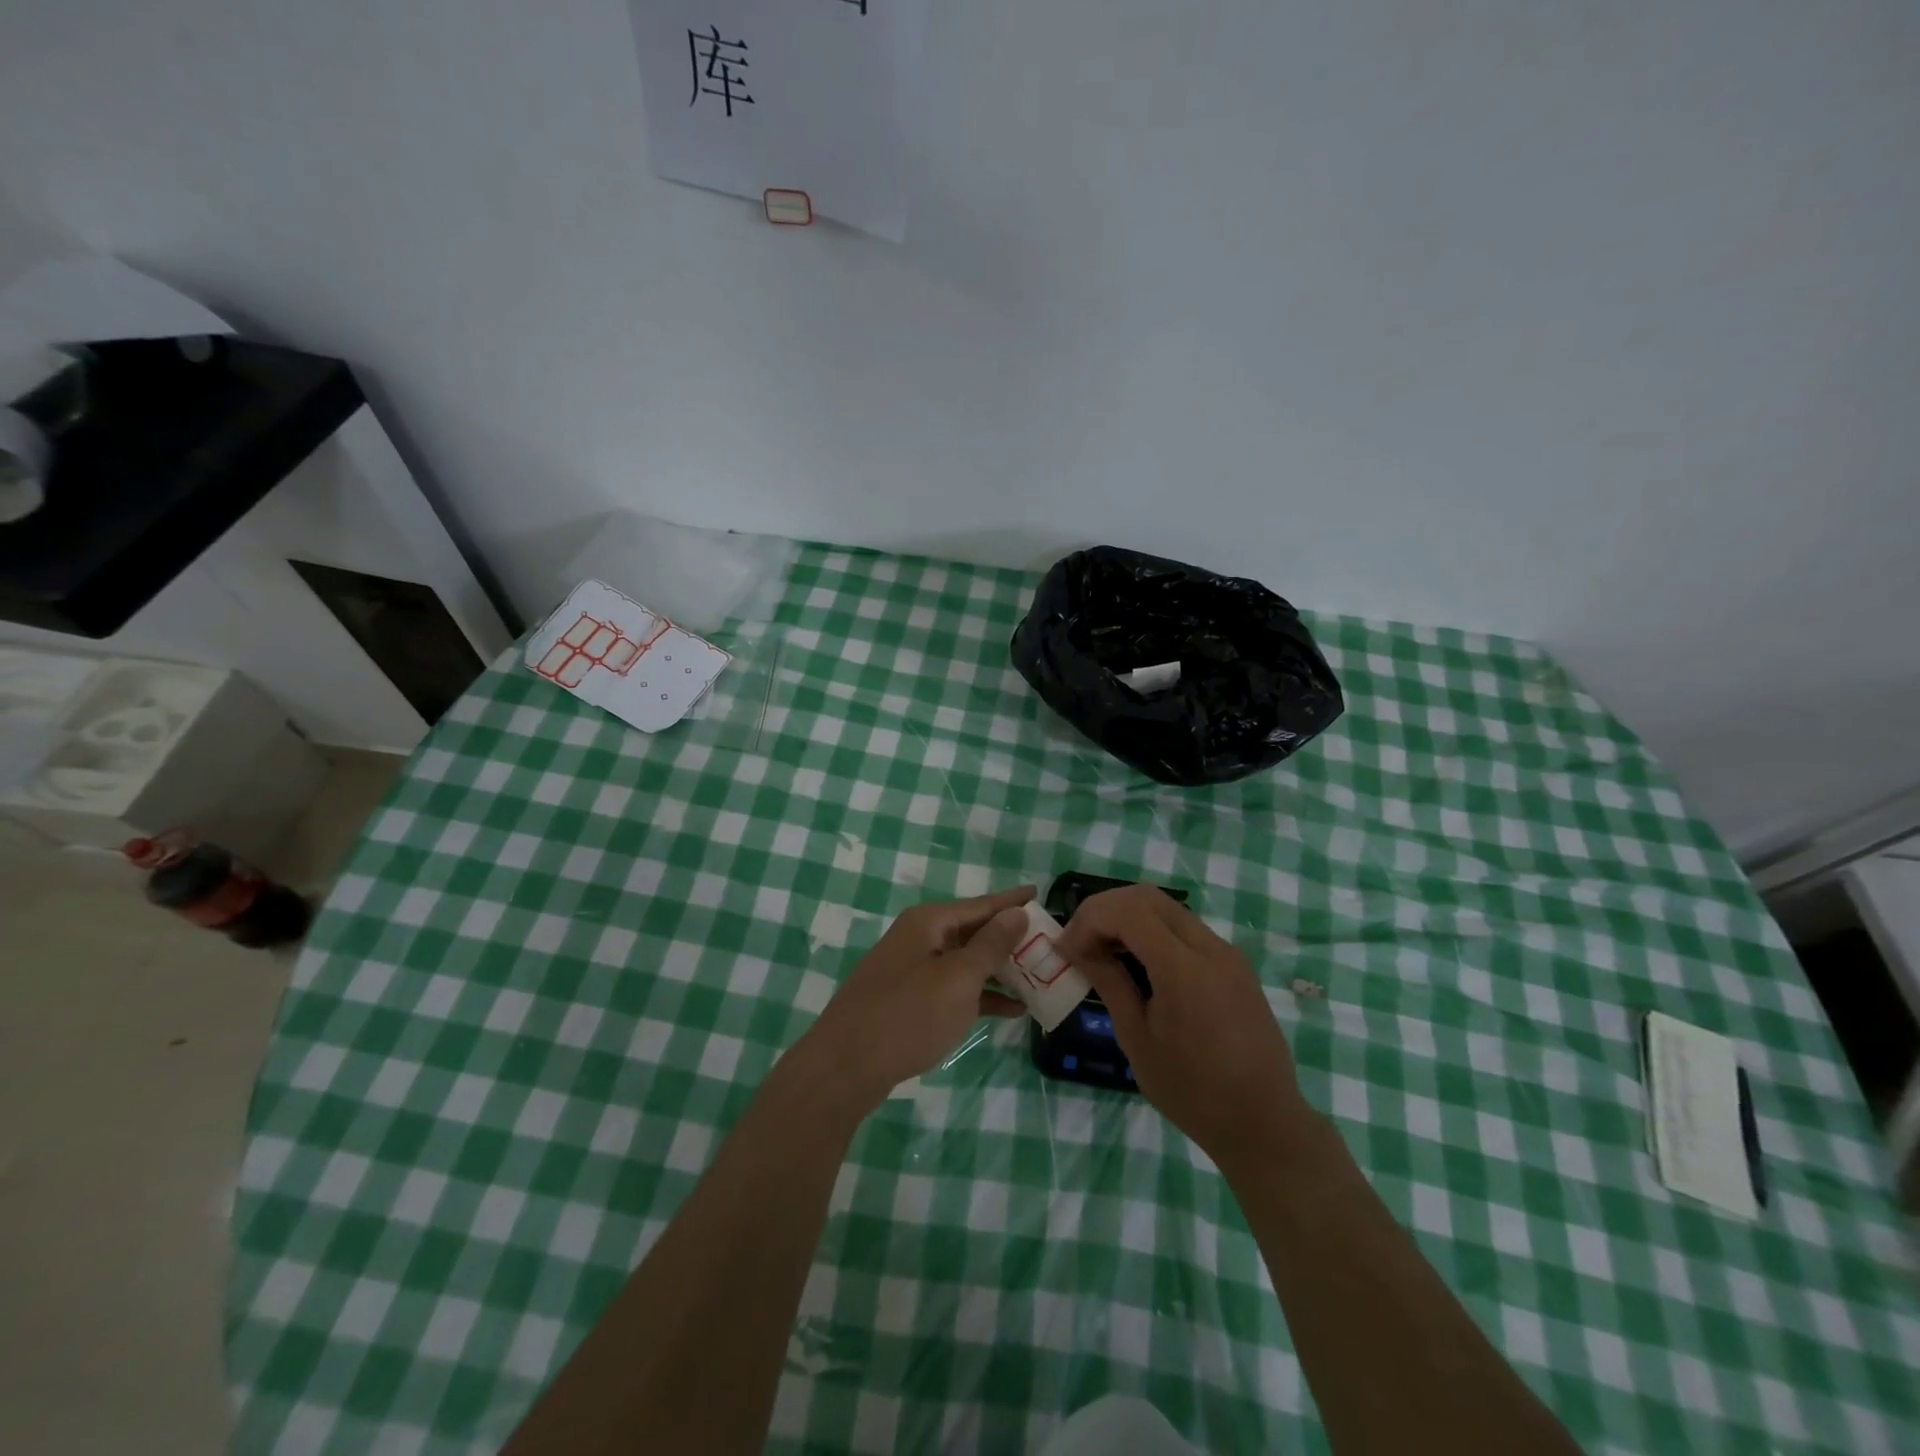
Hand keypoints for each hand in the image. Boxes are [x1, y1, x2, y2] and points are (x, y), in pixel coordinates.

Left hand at [796, 886, 1034, 1110]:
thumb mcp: (958, 979)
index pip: (981, 904)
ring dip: (1000, 970)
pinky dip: (981, 996)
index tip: (1040, 893)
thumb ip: (990, 945)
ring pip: (965, 962)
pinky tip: (1011, 1010)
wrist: (845, 1067)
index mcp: (929, 923)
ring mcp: (912, 970)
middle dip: (1010, 939)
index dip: (1012, 901)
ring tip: (1039, 977)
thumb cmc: (907, 1015)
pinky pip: (954, 989)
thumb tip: (1016, 913)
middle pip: (973, 931)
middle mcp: (919, 938)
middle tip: (1049, 944)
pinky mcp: (909, 1001)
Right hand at [1056, 885, 1310, 1170]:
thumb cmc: (1192, 1091)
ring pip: (1167, 909)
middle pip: (1147, 897)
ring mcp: (1227, 953)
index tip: (1066, 948)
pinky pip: (1185, 929)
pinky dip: (1152, 931)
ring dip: (1128, 917)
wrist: (1264, 1123)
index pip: (1129, 911)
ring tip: (1103, 950)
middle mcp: (1210, 948)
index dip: (1090, 919)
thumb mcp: (1137, 1038)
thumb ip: (1109, 982)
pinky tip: (1136, 962)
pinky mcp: (1234, 964)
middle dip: (1105, 909)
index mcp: (1185, 969)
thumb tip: (1075, 947)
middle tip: (1079, 940)